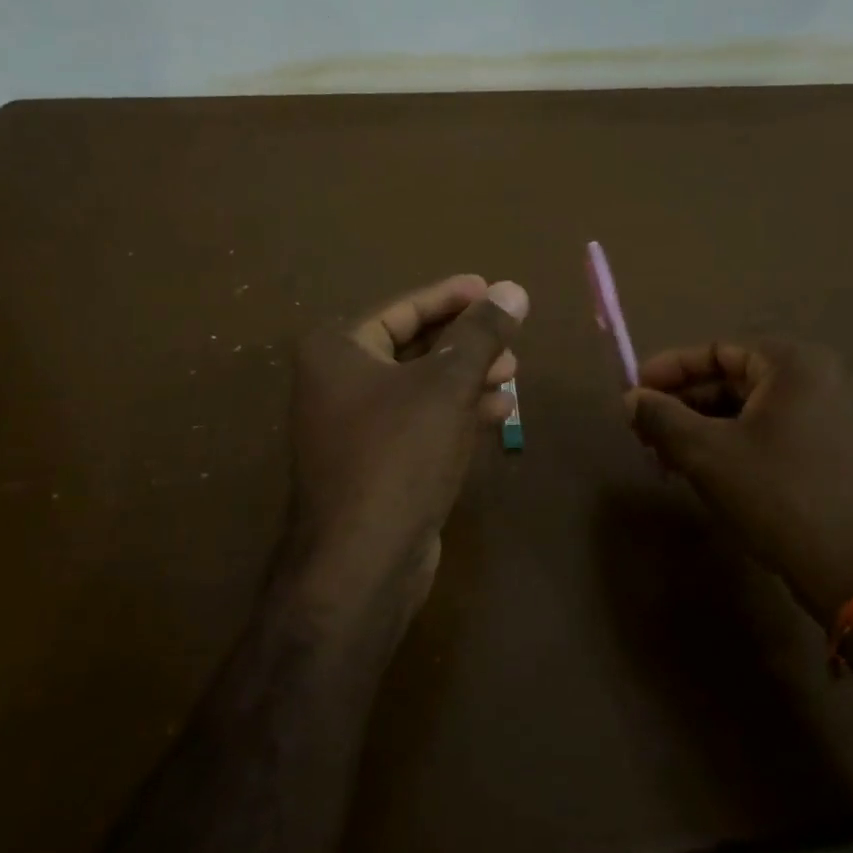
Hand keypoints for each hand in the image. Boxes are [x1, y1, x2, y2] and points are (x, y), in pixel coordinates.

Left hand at [284, 274, 528, 621]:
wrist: (361, 563)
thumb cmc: (398, 456)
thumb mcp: (446, 386)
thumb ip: (480, 334)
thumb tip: (513, 289)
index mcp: (338, 351)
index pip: (403, 308)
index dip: (451, 297)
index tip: (492, 289)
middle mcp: (337, 383)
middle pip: (413, 346)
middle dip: (465, 341)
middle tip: (511, 335)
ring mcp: (354, 427)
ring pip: (420, 387)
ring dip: (467, 377)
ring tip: (514, 371)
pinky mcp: (375, 464)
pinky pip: (420, 423)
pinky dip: (456, 413)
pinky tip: (498, 412)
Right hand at [625, 341, 852, 622]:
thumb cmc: (777, 496)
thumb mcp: (706, 453)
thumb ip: (661, 417)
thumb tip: (630, 399)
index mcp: (797, 364)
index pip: (718, 351)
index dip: (669, 371)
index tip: (634, 394)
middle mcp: (829, 377)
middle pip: (739, 379)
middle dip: (687, 405)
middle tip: (648, 432)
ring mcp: (846, 416)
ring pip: (759, 409)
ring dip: (710, 427)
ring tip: (673, 458)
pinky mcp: (851, 451)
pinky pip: (783, 432)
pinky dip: (743, 443)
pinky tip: (714, 472)